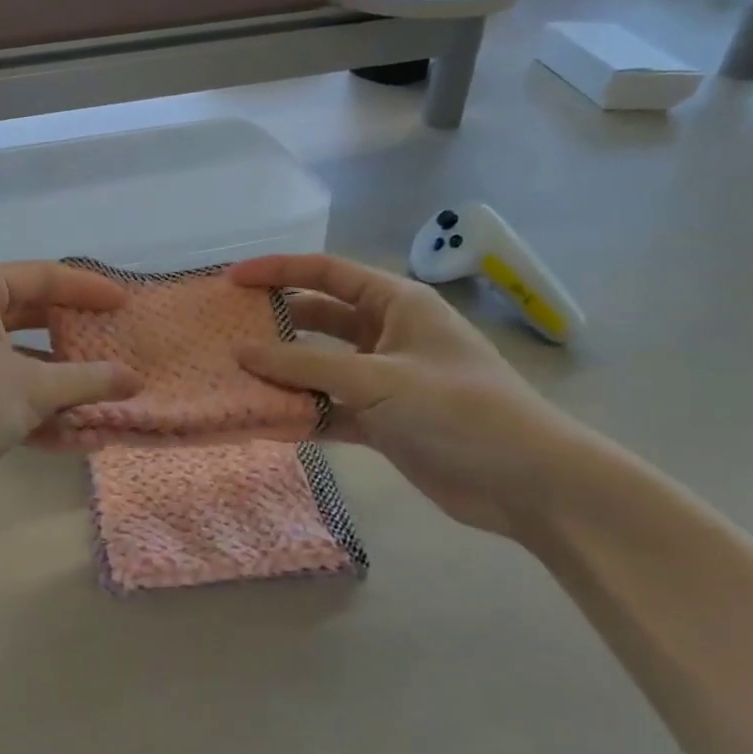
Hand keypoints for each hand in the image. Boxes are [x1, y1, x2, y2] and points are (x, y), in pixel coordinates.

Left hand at [0, 263, 139, 526]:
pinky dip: (42, 417)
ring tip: (114, 406)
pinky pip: (9, 400)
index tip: (126, 304)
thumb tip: (134, 379)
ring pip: (24, 367)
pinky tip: (83, 440)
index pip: (44, 277)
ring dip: (66, 390)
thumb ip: (86, 380)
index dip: (88, 289)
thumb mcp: (29, 386)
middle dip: (79, 343)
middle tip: (122, 352)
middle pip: (35, 321)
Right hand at [229, 254, 588, 535]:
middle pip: (319, 319)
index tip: (231, 281)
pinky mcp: (383, 421)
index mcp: (396, 304)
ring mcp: (385, 380)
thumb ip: (305, 364)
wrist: (527, 482)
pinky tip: (267, 422)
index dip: (277, 271)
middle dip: (275, 324)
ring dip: (285, 374)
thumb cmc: (456, 409)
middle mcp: (387, 334)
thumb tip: (241, 352)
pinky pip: (331, 409)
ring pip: (321, 367)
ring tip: (235, 379)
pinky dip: (303, 415)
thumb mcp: (376, 379)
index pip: (326, 273)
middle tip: (225, 333)